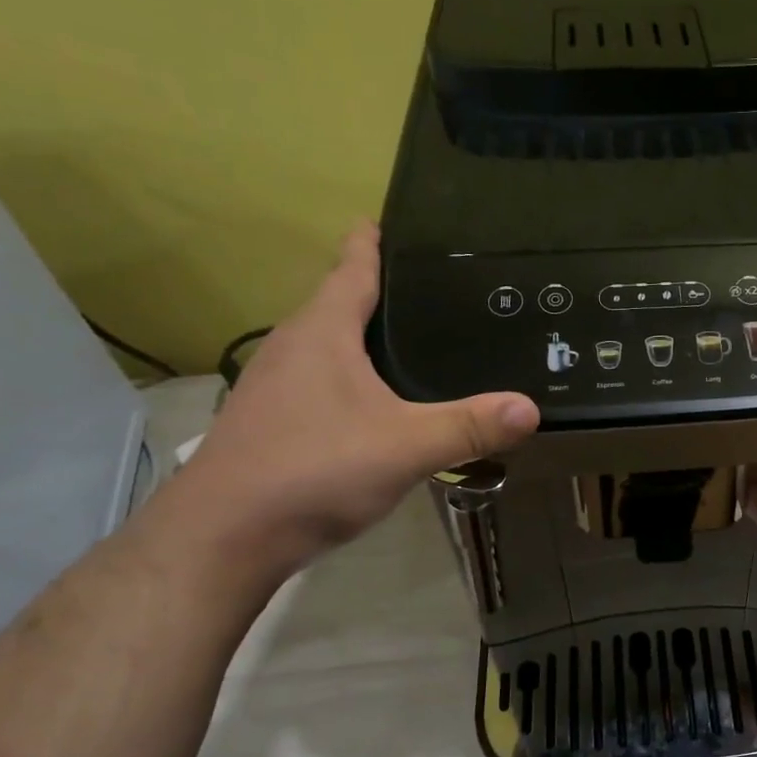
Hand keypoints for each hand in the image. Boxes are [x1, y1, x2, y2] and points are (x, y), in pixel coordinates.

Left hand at [171, 223, 538, 573]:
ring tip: (411, 340)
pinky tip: (377, 402)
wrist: (224, 538)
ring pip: (327, 346)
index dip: (370, 244)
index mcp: (322, 334)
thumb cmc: (315, 470)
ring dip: (361, 336)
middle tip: (431, 288)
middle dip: (376, 291)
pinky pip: (320, 381)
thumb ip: (470, 426)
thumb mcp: (406, 446)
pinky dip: (351, 376)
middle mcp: (293, 349)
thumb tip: (531, 407)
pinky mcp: (271, 423)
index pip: (351, 270)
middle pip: (337, 304)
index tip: (388, 219)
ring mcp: (275, 387)